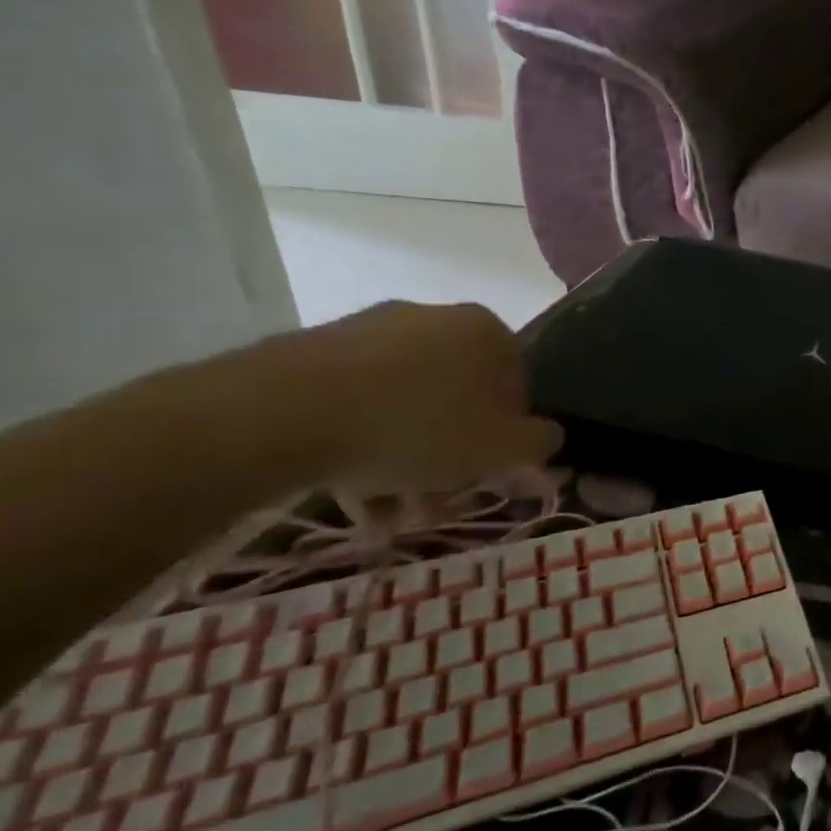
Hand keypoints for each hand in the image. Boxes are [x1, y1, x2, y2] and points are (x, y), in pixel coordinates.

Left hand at [305, 302, 562, 498]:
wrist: (284, 412)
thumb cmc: (418, 427)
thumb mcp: (500, 448)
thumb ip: (538, 443)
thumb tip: (546, 437)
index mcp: (487, 331)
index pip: (515, 388)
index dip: (504, 438)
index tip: (481, 475)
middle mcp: (436, 319)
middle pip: (457, 398)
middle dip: (449, 454)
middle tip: (432, 501)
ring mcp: (371, 331)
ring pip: (404, 405)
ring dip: (403, 458)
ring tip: (383, 510)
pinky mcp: (314, 352)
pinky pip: (355, 402)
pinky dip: (359, 442)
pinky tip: (347, 488)